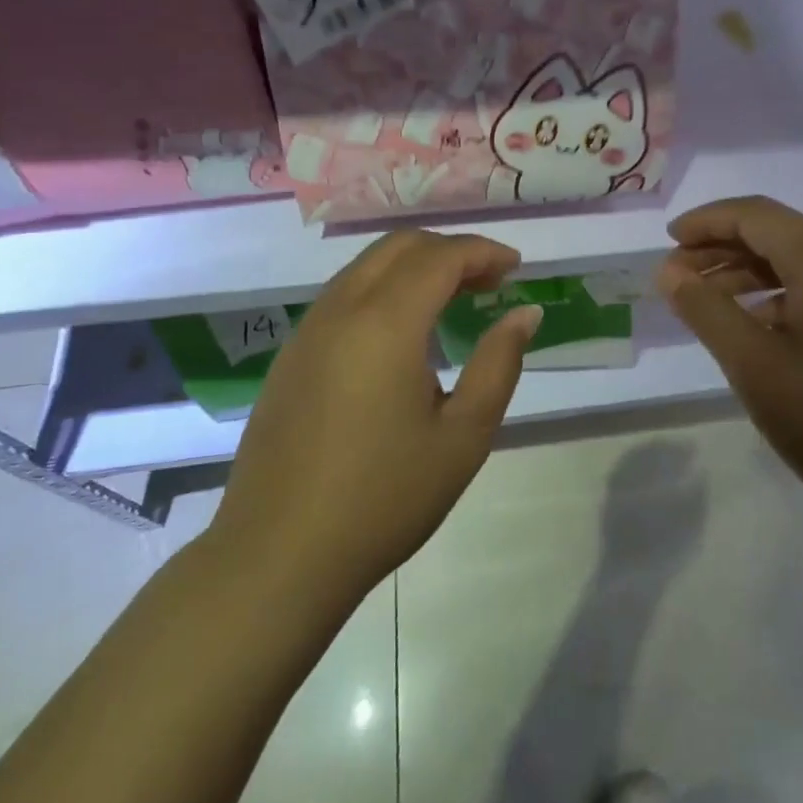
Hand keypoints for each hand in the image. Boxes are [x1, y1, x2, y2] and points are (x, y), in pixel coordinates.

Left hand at [208, 230, 540, 614]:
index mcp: (385, 323)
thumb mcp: (463, 437)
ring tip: (453, 299)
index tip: (516, 268)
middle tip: (489, 281)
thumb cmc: (384, 498)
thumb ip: (499, 364)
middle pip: (399, 246)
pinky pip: (344, 294)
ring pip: (367, 265)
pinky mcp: (291, 355)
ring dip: (414, 266)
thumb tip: (524, 313)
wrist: (278, 557)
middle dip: (450, 250)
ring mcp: (308, 330)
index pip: (441, 256)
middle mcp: (341, 310)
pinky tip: (402, 332)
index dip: (484, 252)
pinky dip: (383, 288)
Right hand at [656, 197, 802, 531]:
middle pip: (776, 233)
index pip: (754, 215)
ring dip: (748, 273)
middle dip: (722, 248)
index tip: (667, 243)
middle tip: (678, 277)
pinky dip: (778, 295)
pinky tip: (756, 326)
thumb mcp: (754, 364)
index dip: (705, 222)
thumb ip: (706, 309)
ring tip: (707, 302)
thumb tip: (669, 271)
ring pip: (798, 262)